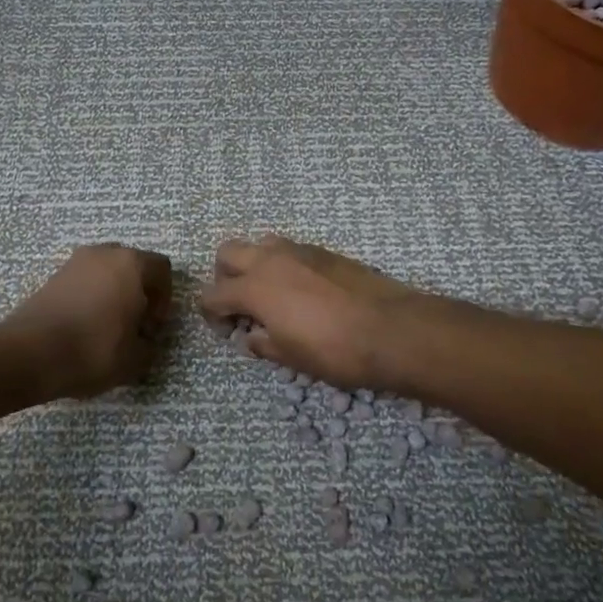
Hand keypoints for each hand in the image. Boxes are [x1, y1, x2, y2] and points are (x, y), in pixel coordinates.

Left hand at [5, 244, 173, 398]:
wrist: (30, 353)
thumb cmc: (94, 349)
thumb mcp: (135, 359)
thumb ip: (149, 346)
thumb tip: (145, 341)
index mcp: (131, 264)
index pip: (162, 269)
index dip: (165, 298)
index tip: (152, 326)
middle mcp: (104, 253)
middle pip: (132, 266)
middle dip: (138, 293)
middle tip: (134, 325)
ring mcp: (74, 262)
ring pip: (105, 273)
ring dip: (112, 294)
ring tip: (107, 329)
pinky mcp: (51, 277)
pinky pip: (82, 283)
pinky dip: (89, 299)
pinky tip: (83, 328)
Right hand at [197, 235, 418, 391]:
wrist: (392, 329)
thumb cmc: (335, 351)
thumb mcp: (291, 357)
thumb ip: (262, 344)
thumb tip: (251, 337)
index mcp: (255, 288)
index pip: (213, 294)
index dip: (211, 314)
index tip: (224, 331)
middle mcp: (271, 260)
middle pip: (228, 253)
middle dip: (224, 277)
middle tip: (239, 305)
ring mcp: (299, 250)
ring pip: (260, 244)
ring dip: (254, 264)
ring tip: (269, 293)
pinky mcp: (325, 251)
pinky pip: (290, 249)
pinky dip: (282, 264)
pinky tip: (300, 291)